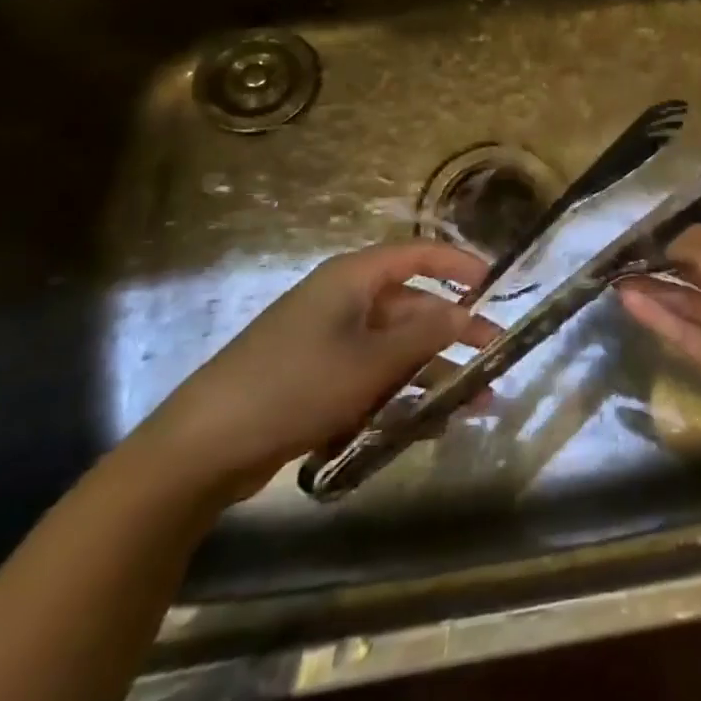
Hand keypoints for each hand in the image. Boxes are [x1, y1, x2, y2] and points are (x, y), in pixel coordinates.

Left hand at [136, 241, 495, 503]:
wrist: (204, 446)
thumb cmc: (296, 386)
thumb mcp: (370, 362)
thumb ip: (425, 336)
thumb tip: (466, 313)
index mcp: (354, 278)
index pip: (420, 255)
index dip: (460, 265)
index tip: (496, 285)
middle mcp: (344, 300)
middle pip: (412, 306)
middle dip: (454, 331)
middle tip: (495, 356)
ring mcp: (329, 339)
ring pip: (396, 347)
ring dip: (434, 372)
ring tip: (474, 404)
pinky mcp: (318, 377)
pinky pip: (372, 375)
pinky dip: (401, 394)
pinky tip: (428, 424)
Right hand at [617, 207, 700, 449]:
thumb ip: (699, 244)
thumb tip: (670, 237)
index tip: (684, 208)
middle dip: (675, 251)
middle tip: (635, 242)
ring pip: (691, 297)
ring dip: (658, 283)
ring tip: (619, 271)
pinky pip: (683, 327)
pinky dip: (657, 313)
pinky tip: (626, 298)